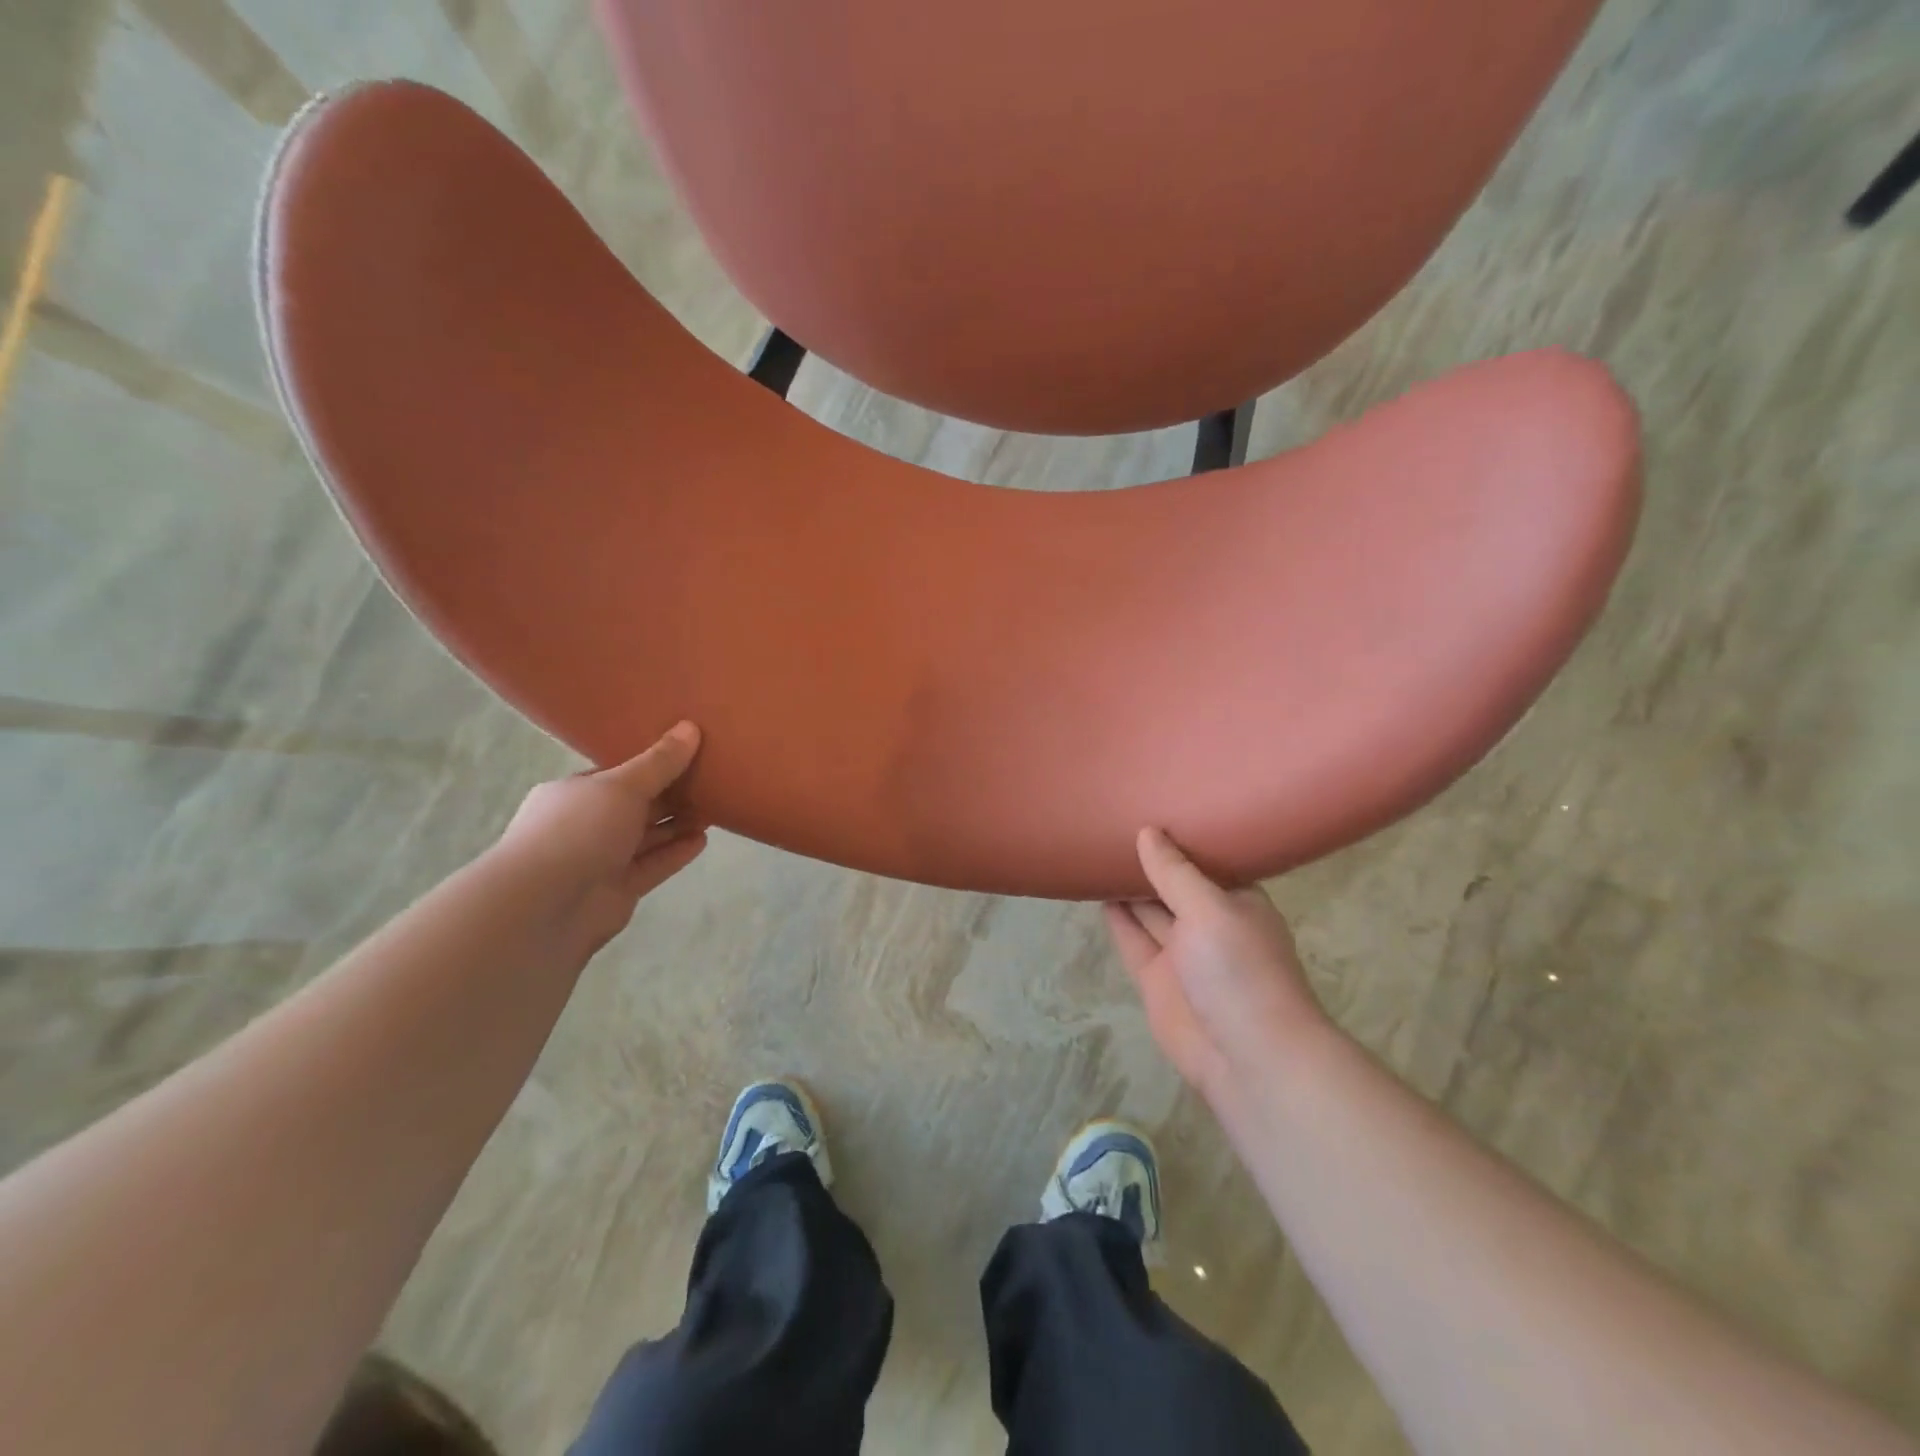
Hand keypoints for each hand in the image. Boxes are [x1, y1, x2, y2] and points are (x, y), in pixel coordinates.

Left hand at [490, 722, 707, 965]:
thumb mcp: (622, 786)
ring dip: (677, 824)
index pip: (616, 775)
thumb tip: (690, 727)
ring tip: (714, 808)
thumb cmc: (577, 831)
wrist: (544, 906)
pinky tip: (702, 839)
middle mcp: (585, 825)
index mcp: (574, 794)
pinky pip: (652, 866)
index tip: (687, 752)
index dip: (651, 764)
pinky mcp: (618, 890)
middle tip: (710, 779)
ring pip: (646, 837)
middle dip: (670, 794)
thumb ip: (659, 762)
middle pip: (635, 806)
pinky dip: (676, 853)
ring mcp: (600, 860)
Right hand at [1105, 828, 1327, 1106]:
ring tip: (1096, 846)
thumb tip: (1147, 832)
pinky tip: (1094, 889)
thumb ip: (1175, 872)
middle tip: (1112, 819)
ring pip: (1149, 910)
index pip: (1206, 860)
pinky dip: (1115, 917)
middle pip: (1173, 884)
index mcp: (1237, 901)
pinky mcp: (1155, 979)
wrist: (1249, 1058)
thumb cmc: (1241, 970)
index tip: (1151, 804)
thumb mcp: (1211, 910)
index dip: (1180, 837)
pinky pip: (1132, 939)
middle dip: (1149, 859)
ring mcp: (1182, 953)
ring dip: (1127, 885)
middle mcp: (1209, 923)